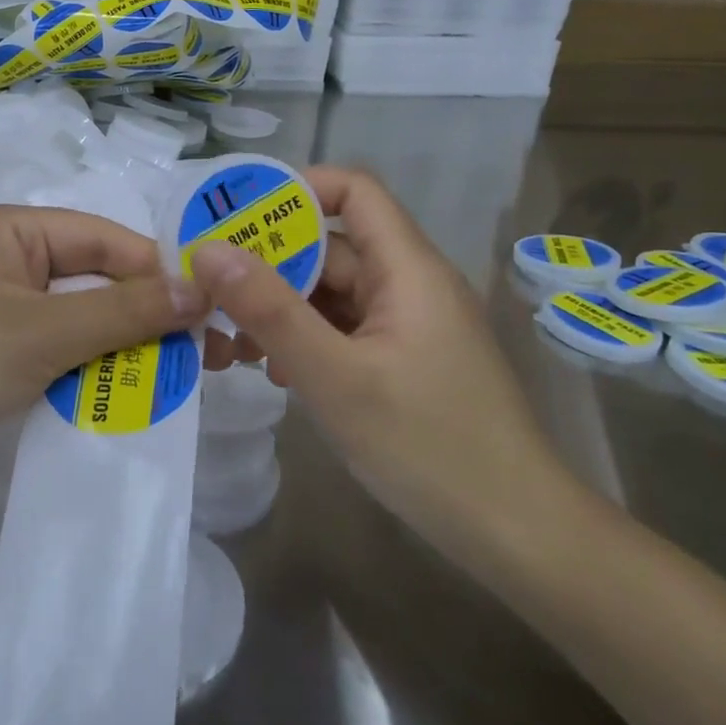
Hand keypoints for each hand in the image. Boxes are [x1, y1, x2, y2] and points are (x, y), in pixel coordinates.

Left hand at [0, 203, 206, 493]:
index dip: (158, 272)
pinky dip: (75, 372)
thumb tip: (200, 288)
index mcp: (6, 229)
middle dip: (141, 317)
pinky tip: (110, 400)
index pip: (103, 238)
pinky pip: (40, 352)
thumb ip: (125, 310)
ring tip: (167, 384)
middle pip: (87, 279)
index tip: (209, 314)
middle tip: (200, 358)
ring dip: (112, 349)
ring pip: (67, 320)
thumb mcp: (41, 333)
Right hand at [192, 166, 579, 567]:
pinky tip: (275, 374)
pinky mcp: (404, 361)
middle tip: (208, 295)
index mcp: (407, 269)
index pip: (352, 190)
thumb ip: (269, 310)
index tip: (234, 218)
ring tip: (230, 345)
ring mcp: (408, 325)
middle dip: (268, 266)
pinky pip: (345, 330)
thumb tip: (208, 249)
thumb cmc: (428, 446)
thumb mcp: (334, 377)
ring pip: (332, 294)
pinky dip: (306, 340)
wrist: (517, 534)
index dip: (295, 189)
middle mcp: (409, 284)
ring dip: (280, 310)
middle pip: (332, 247)